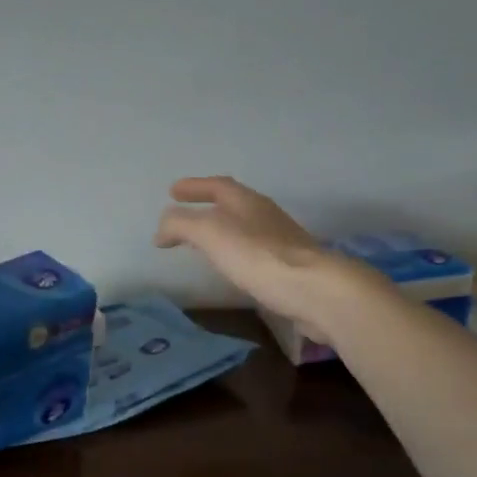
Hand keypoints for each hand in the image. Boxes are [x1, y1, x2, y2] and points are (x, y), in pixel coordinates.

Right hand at [155, 176, 382, 331]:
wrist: (314, 290)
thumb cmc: (258, 256)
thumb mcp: (209, 233)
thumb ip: (181, 224)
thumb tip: (162, 229)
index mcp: (247, 202)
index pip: (217, 186)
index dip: (194, 187)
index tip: (172, 192)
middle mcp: (266, 215)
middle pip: (233, 204)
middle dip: (207, 207)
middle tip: (184, 215)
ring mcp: (281, 241)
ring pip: (244, 228)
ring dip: (221, 232)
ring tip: (202, 244)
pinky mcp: (289, 268)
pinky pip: (254, 253)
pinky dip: (235, 254)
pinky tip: (231, 269)